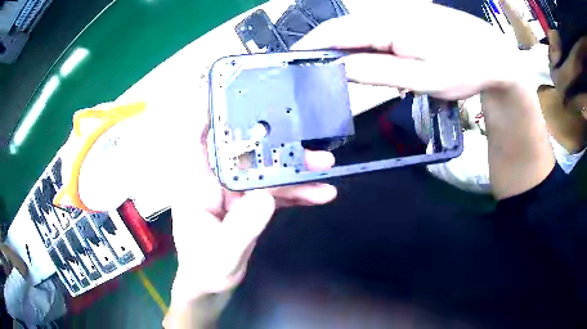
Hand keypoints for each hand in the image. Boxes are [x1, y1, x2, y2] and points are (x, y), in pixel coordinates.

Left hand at [168, 123, 336, 307]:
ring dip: (295, 170)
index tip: (233, 95)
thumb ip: (241, 228)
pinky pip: (276, 192)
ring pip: (266, 171)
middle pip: (246, 153)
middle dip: (276, 146)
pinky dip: (297, 192)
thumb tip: (265, 197)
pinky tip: (321, 193)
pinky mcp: (251, 204)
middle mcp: (216, 181)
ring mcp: (236, 192)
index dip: (211, 114)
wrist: (213, 286)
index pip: (199, 140)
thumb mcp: (221, 254)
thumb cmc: (205, 269)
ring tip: (326, 168)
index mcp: (197, 184)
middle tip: (308, 143)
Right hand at [293, 1, 525, 99]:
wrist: (493, 54)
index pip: (336, 31)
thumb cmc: (464, 68)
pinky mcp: (408, 20)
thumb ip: (379, 71)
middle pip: (344, 29)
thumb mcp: (423, 79)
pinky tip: (370, 63)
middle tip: (313, 74)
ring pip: (360, 31)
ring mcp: (399, 15)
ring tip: (338, 74)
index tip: (294, 63)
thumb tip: (340, 67)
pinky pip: (376, 32)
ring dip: (345, 50)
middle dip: (325, 49)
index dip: (311, 46)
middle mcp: (389, 14)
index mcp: (389, 25)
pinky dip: (365, 47)